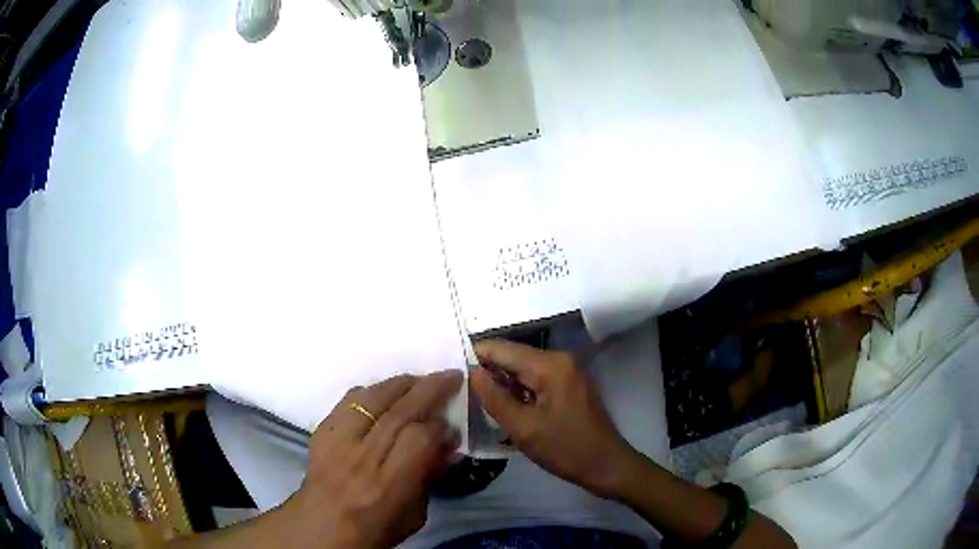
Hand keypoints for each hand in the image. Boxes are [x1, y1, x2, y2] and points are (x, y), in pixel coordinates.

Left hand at [288, 371, 462, 548]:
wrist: (320, 527)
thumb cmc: (373, 529)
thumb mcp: (414, 515)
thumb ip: (431, 476)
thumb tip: (449, 444)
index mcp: (388, 484)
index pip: (419, 438)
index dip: (440, 426)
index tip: (452, 424)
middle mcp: (362, 457)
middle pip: (399, 411)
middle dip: (429, 389)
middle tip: (449, 376)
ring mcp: (337, 440)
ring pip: (372, 398)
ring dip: (400, 383)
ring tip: (419, 379)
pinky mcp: (322, 431)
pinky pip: (348, 400)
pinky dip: (371, 390)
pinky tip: (385, 391)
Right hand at [471, 340, 637, 497]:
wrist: (606, 466)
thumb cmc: (565, 449)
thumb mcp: (524, 428)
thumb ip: (495, 398)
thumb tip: (471, 372)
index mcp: (550, 364)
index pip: (503, 349)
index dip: (475, 356)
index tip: (450, 370)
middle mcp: (559, 359)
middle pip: (513, 357)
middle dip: (487, 371)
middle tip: (459, 389)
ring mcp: (566, 372)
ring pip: (523, 370)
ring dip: (502, 383)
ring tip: (475, 399)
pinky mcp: (567, 386)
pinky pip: (535, 380)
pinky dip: (518, 391)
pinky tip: (502, 406)